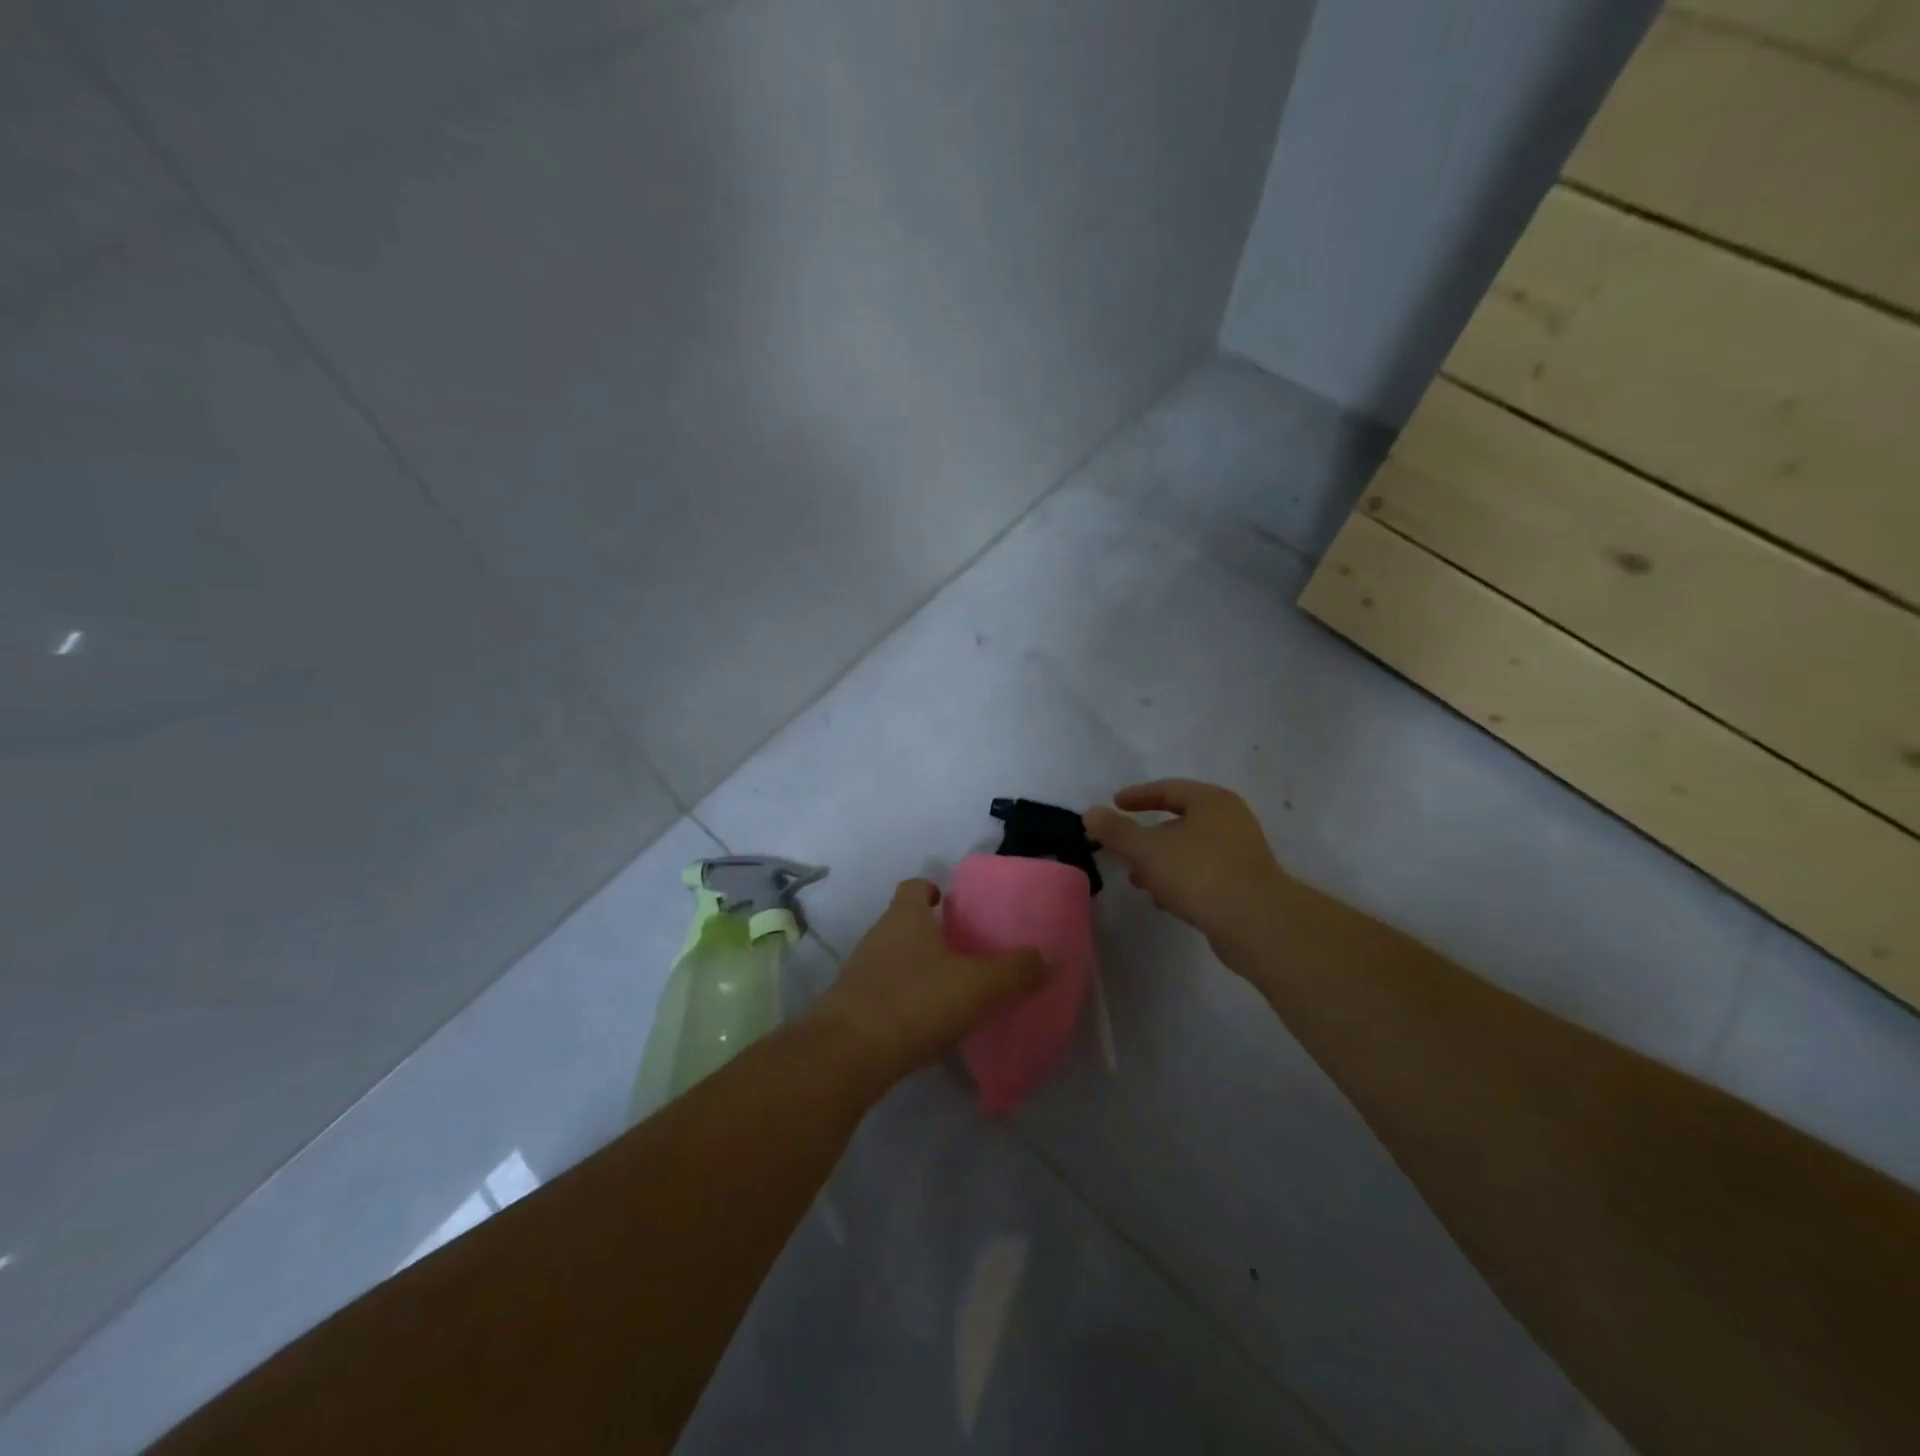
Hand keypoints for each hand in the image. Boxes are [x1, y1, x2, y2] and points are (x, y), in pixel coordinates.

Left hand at [813, 879, 1043, 1087]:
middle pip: (904, 923)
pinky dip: (904, 1000)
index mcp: (905, 917)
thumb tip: (1046, 957)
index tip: (951, 904)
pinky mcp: (850, 1008)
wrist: (847, 1055)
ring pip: (893, 958)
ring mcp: (859, 972)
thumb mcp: (978, 986)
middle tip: (965, 952)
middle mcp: (878, 936)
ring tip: (950, 990)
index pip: (914, 886)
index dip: (932, 890)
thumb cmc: (915, 1002)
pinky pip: (883, 993)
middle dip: (930, 933)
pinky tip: (925, 1024)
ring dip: (917, 968)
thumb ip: (1016, 971)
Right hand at [1084, 780, 1287, 958]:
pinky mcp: (1245, 884)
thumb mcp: (1147, 850)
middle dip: (1147, 837)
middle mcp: (1230, 820)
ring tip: (1138, 881)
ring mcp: (1241, 853)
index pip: (1168, 789)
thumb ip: (1116, 831)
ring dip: (1161, 862)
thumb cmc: (1199, 873)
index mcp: (1211, 801)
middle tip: (1122, 848)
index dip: (1138, 796)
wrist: (1257, 923)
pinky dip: (1180, 880)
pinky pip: (1203, 873)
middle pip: (1180, 821)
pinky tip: (1164, 900)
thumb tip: (1090, 812)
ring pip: (1190, 850)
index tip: (1115, 804)